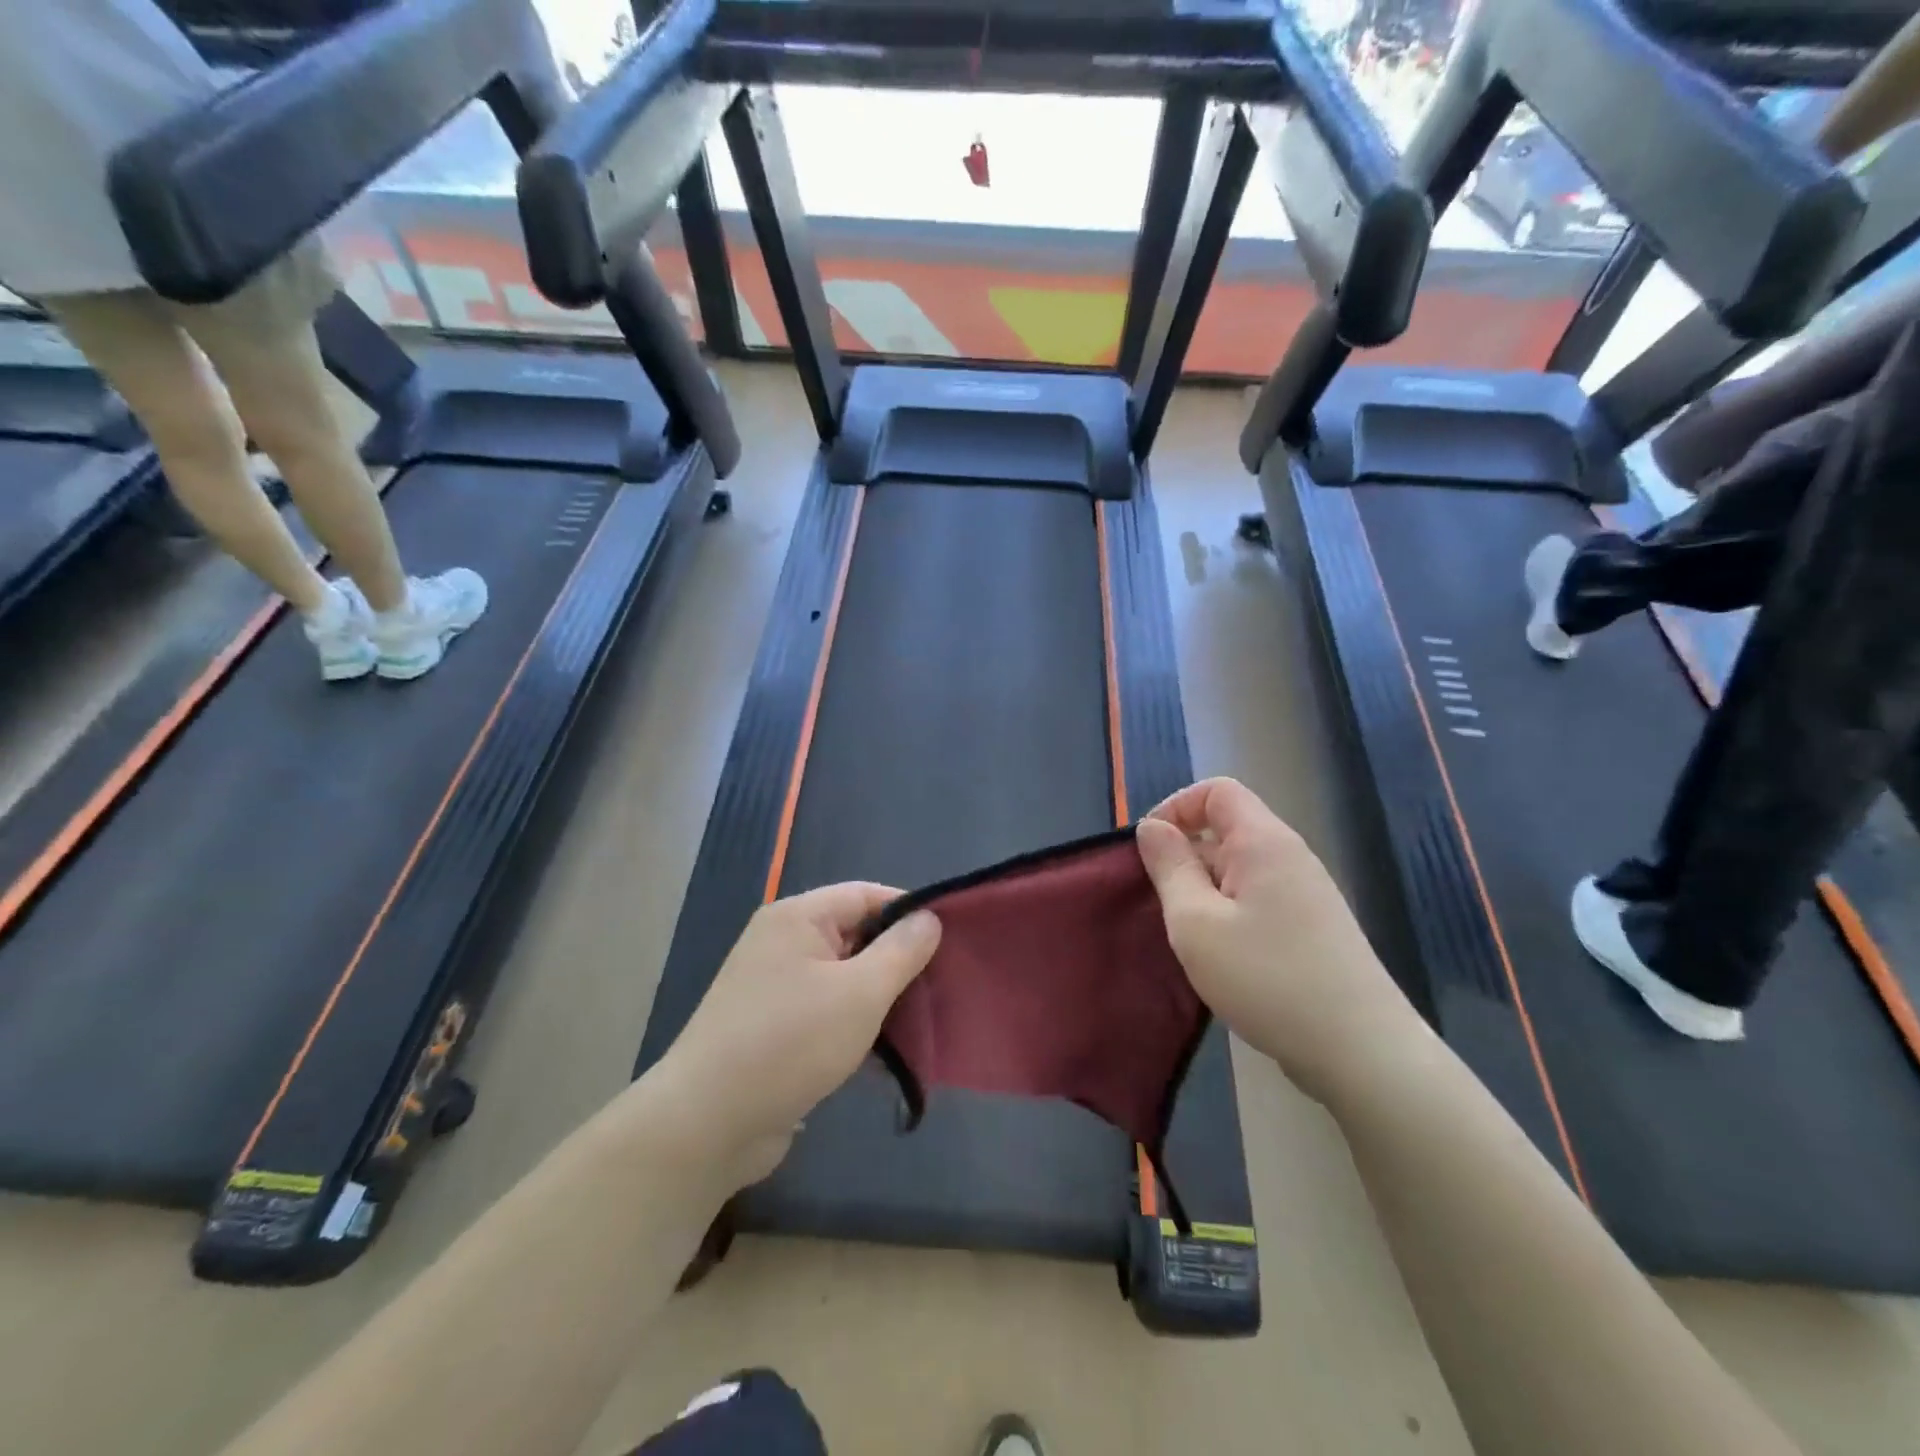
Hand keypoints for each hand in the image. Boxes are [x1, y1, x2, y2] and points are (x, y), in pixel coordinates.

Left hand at [653, 884, 941, 1184]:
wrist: (706, 1124)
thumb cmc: (790, 1042)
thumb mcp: (860, 992)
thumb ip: (901, 951)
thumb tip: (929, 918)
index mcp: (798, 917)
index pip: (866, 894)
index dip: (910, 911)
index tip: (951, 938)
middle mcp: (782, 943)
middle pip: (855, 934)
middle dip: (899, 959)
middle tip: (944, 984)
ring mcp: (775, 988)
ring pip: (844, 978)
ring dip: (881, 997)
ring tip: (925, 1019)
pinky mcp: (774, 1029)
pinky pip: (827, 1012)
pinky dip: (856, 1025)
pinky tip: (890, 1054)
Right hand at [1135, 778, 1414, 1103]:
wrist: (1361, 1052)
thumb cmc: (1267, 978)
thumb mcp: (1196, 922)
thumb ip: (1169, 868)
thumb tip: (1152, 828)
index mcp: (1263, 842)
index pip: (1216, 791)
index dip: (1176, 808)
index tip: (1151, 852)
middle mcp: (1289, 856)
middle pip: (1226, 830)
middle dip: (1185, 858)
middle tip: (1163, 909)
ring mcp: (1306, 894)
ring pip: (1239, 870)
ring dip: (1204, 892)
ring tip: (1190, 939)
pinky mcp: (1312, 928)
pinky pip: (1257, 900)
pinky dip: (1228, 915)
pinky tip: (1222, 959)